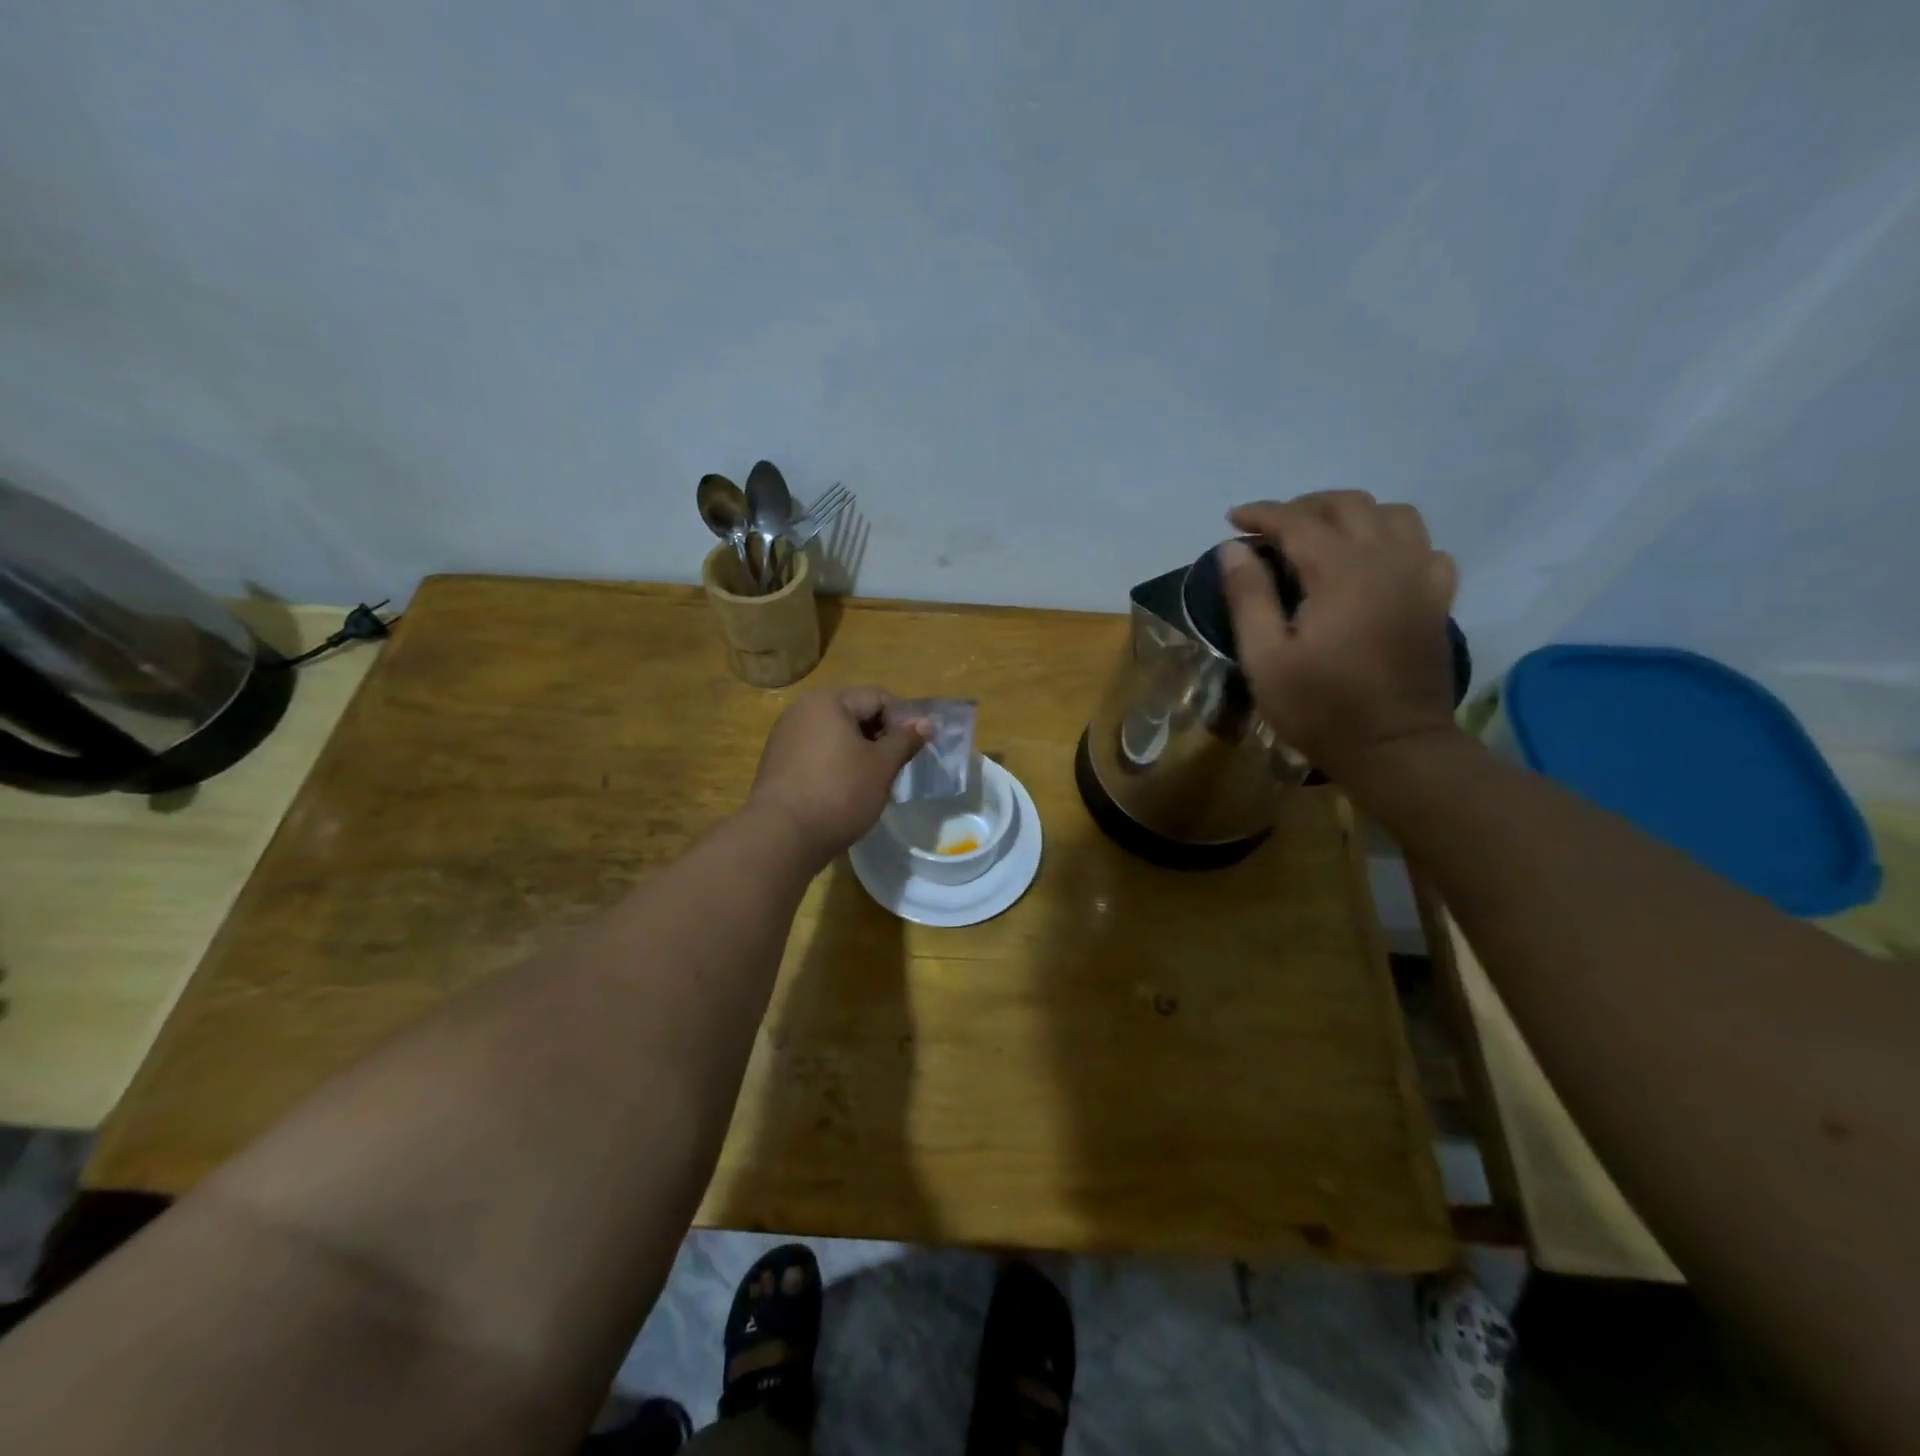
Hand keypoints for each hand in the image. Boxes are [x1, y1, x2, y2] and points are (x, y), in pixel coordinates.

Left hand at [747, 687, 931, 866]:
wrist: (781, 836)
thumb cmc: (839, 793)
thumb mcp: (882, 766)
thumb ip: (905, 740)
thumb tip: (927, 722)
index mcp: (828, 701)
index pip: (878, 698)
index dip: (903, 721)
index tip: (914, 751)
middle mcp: (802, 709)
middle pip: (854, 713)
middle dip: (880, 736)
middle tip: (896, 767)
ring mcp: (785, 735)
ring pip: (836, 734)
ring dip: (859, 751)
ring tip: (872, 781)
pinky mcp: (778, 762)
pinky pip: (817, 752)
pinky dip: (836, 764)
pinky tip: (844, 790)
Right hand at [1220, 492, 1459, 776]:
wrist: (1395, 749)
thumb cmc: (1320, 708)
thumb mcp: (1265, 659)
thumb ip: (1248, 597)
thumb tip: (1232, 548)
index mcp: (1341, 571)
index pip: (1297, 521)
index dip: (1261, 513)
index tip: (1232, 519)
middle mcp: (1387, 560)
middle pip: (1349, 504)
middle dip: (1304, 507)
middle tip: (1272, 530)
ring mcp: (1420, 578)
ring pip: (1394, 515)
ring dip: (1353, 515)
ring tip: (1322, 537)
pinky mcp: (1437, 600)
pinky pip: (1425, 548)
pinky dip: (1395, 542)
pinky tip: (1375, 565)